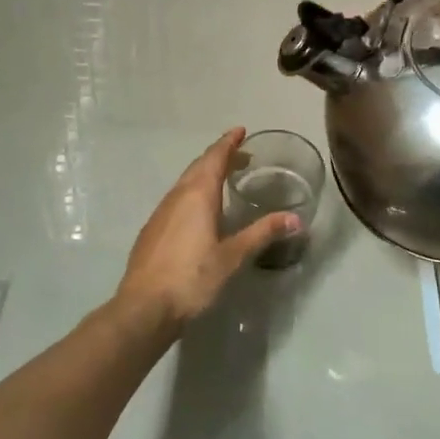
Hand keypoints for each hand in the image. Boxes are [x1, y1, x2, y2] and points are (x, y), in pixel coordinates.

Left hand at [116, 128, 301, 328]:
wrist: (144, 308)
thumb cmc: (192, 278)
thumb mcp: (233, 256)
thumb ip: (262, 233)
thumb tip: (296, 219)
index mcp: (197, 195)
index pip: (214, 158)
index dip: (228, 143)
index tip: (240, 130)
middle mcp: (176, 196)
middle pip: (199, 166)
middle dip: (219, 156)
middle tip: (241, 155)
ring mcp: (160, 213)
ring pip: (185, 182)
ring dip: (205, 174)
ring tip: (224, 180)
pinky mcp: (152, 230)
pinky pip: (176, 199)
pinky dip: (192, 192)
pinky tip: (199, 212)